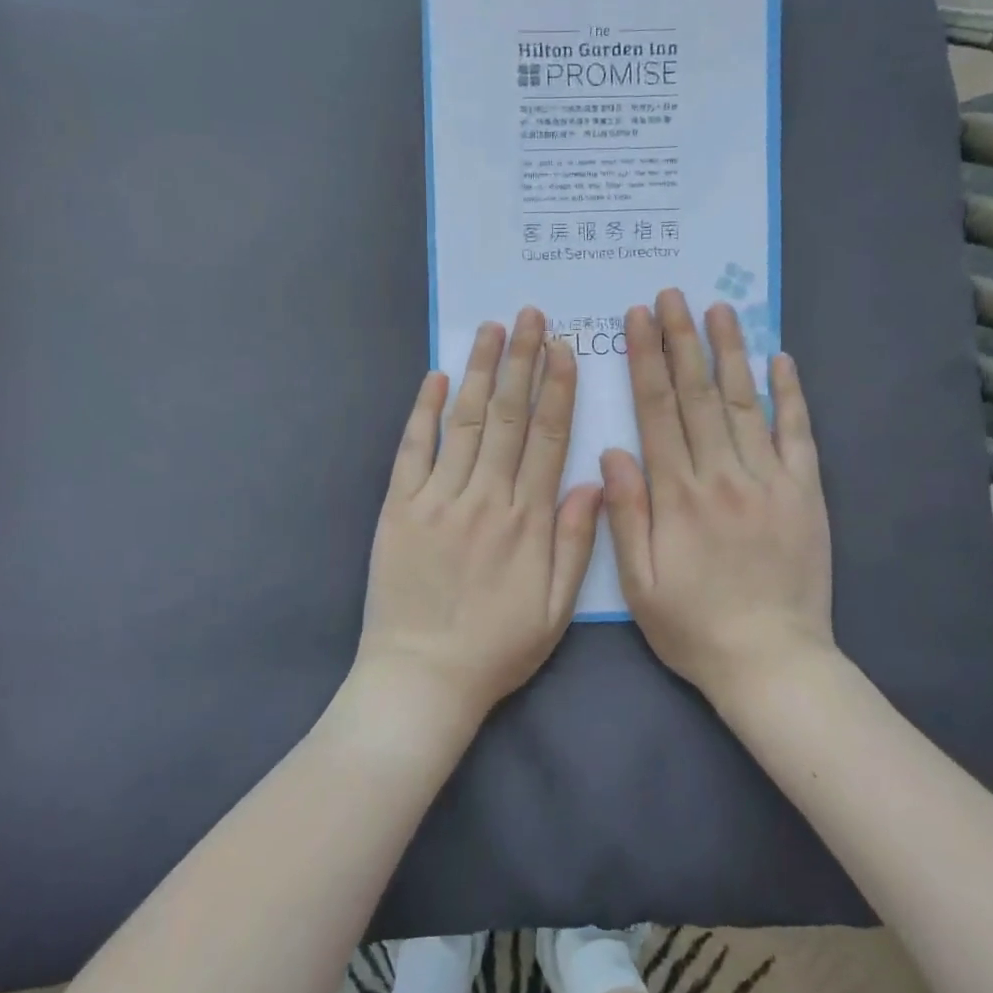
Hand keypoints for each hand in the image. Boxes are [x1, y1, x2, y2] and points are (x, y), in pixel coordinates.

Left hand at [356, 307, 602, 727]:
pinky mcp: (399, 507)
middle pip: (509, 416)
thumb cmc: (496, 647)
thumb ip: (577, 543)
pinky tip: (438, 376)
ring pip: (466, 421)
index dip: (558, 389)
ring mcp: (438, 498)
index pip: (548, 438)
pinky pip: (413, 449)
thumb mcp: (556, 609)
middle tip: (531, 315)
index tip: (564, 348)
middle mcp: (485, 497)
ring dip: (482, 371)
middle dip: (522, 361)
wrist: (421, 678)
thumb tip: (594, 480)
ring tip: (493, 328)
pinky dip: (425, 411)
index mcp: (528, 521)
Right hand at [602, 289, 834, 705]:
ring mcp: (768, 481)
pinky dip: (789, 395)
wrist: (772, 662)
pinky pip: (797, 435)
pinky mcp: (805, 494)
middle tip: (672, 294)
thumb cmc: (693, 625)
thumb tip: (612, 450)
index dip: (646, 359)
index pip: (657, 410)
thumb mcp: (639, 581)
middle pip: (696, 394)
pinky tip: (779, 360)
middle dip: (682, 339)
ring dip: (729, 352)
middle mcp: (722, 475)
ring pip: (743, 403)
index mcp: (676, 494)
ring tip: (719, 309)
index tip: (638, 319)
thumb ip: (624, 512)